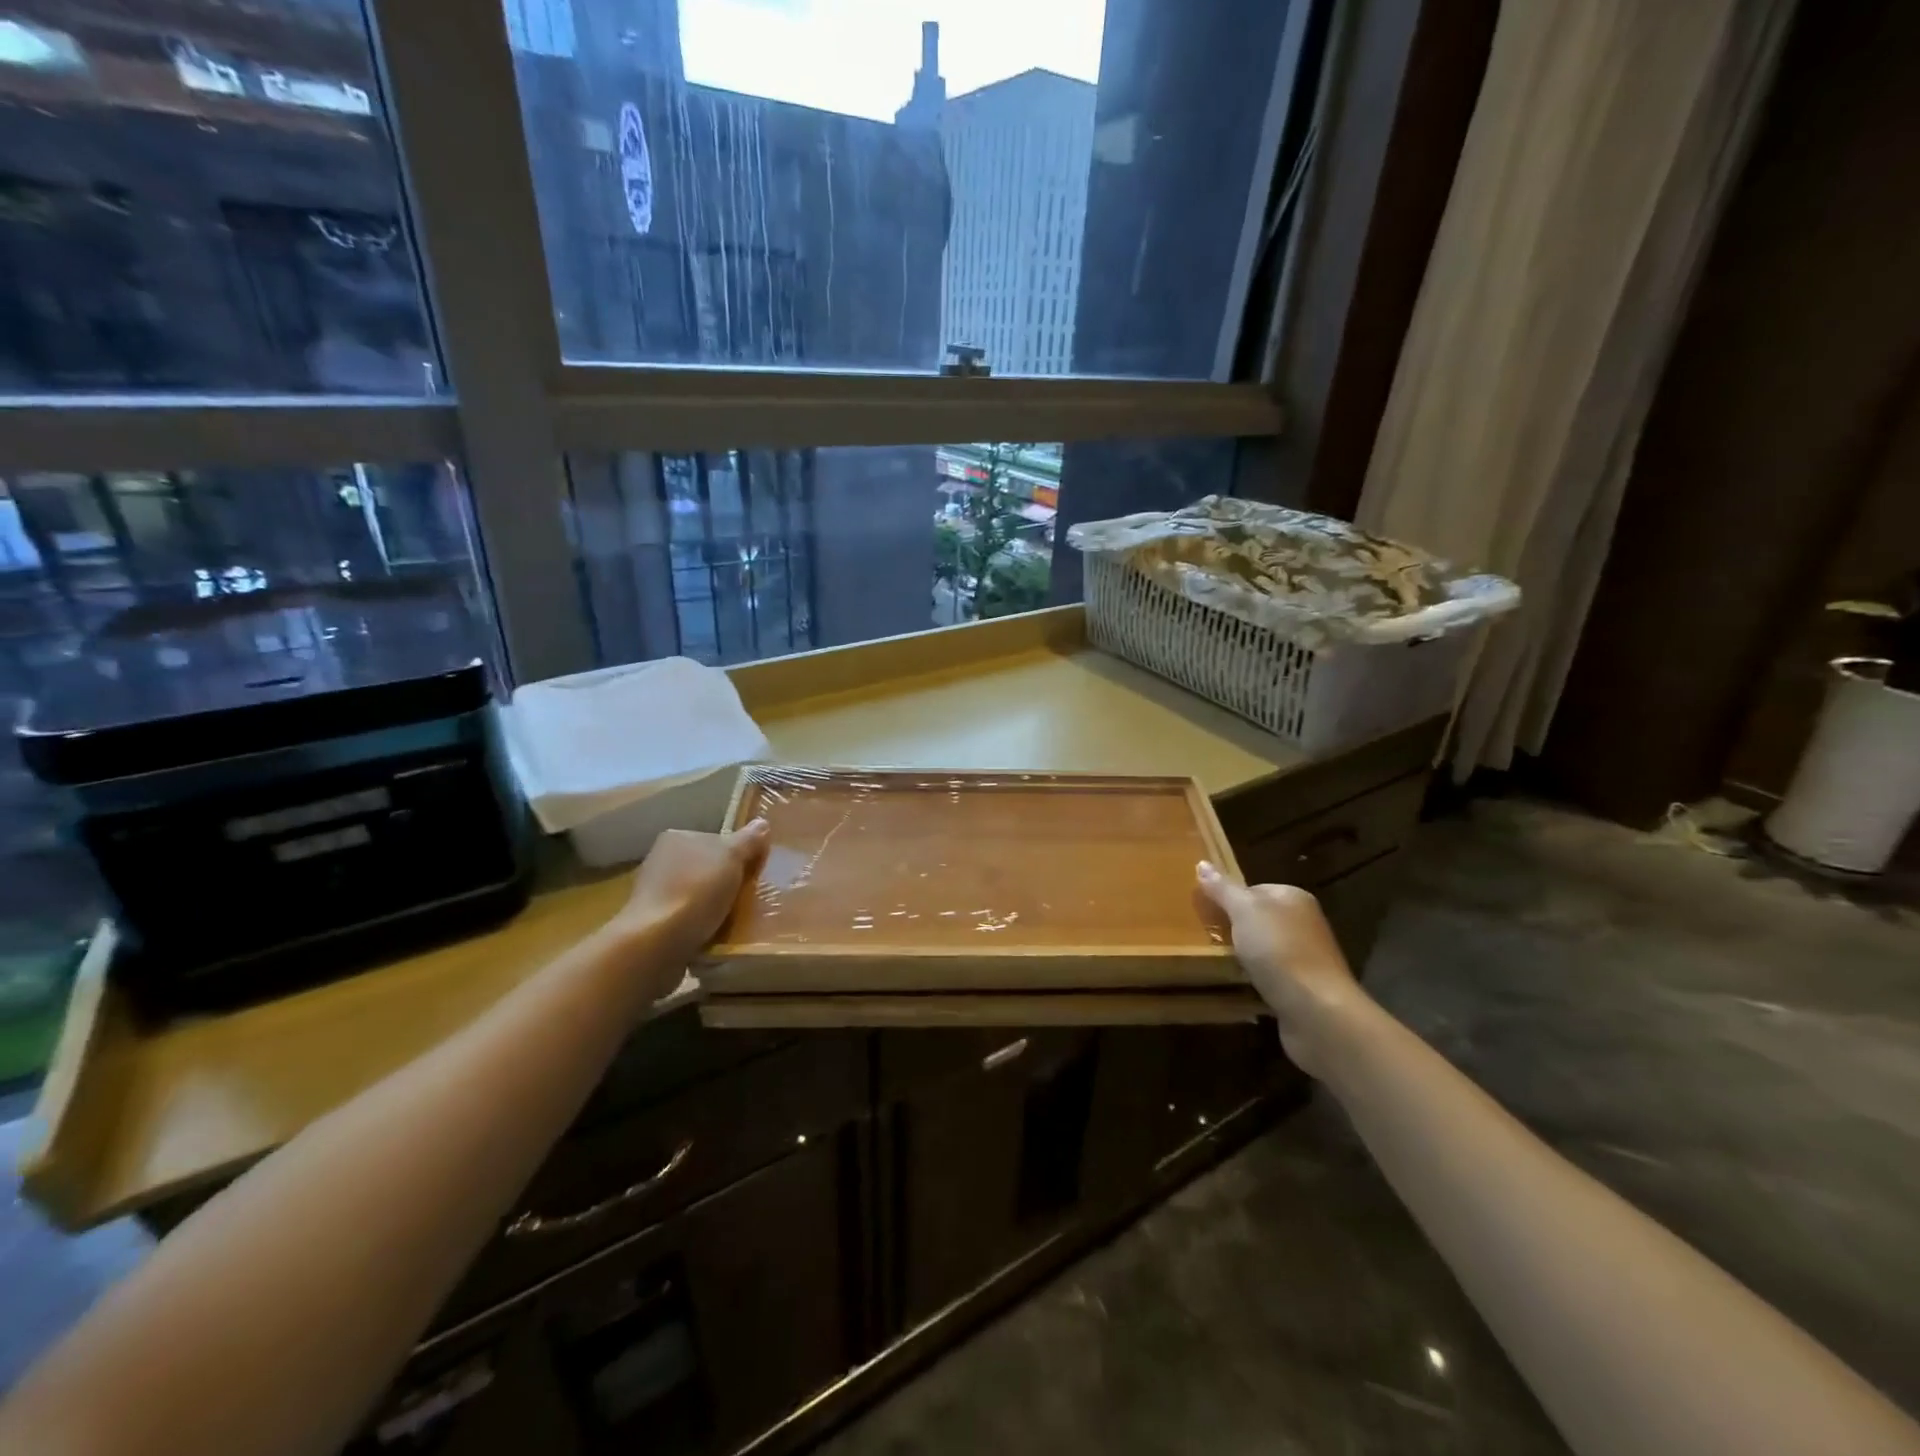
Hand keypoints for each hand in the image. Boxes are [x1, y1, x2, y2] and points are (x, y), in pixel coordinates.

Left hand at [606, 820, 770, 974]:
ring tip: (736, 921)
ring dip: (714, 906)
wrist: (658, 942)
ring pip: (698, 895)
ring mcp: (654, 893)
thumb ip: (749, 840)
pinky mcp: (652, 923)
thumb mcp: (732, 857)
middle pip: (707, 868)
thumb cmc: (696, 891)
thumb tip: (762, 824)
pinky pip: (688, 919)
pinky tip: (715, 936)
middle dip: (726, 882)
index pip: (716, 840)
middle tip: (749, 897)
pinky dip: (702, 926)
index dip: (738, 855)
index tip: (753, 873)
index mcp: (677, 837)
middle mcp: (661, 860)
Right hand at [1197, 861, 1364, 1078]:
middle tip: (1206, 937)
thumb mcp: (1244, 911)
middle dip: (1234, 928)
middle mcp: (1304, 924)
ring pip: (1263, 949)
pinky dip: (1254, 980)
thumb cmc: (1279, 950)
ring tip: (1217, 961)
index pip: (1254, 889)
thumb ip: (1223, 889)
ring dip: (1243, 956)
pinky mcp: (1302, 988)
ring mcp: (1305, 958)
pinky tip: (1239, 985)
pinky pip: (1270, 976)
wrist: (1316, 1011)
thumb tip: (1202, 863)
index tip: (1206, 912)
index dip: (1229, 898)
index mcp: (1294, 898)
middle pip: (1259, 919)